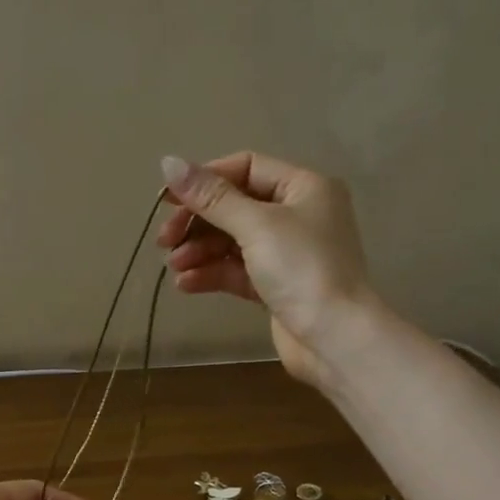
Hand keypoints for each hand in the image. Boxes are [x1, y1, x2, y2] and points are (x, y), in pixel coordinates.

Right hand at [157, 153, 379, 389]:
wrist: (334, 338)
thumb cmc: (302, 269)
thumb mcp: (256, 225)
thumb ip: (211, 197)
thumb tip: (168, 162)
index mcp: (303, 188)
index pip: (246, 168)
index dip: (205, 181)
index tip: (168, 200)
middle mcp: (297, 214)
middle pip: (233, 206)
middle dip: (197, 222)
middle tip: (165, 240)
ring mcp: (286, 252)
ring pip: (231, 241)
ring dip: (198, 251)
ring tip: (174, 266)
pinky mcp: (275, 286)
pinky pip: (235, 270)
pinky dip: (210, 273)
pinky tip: (186, 284)